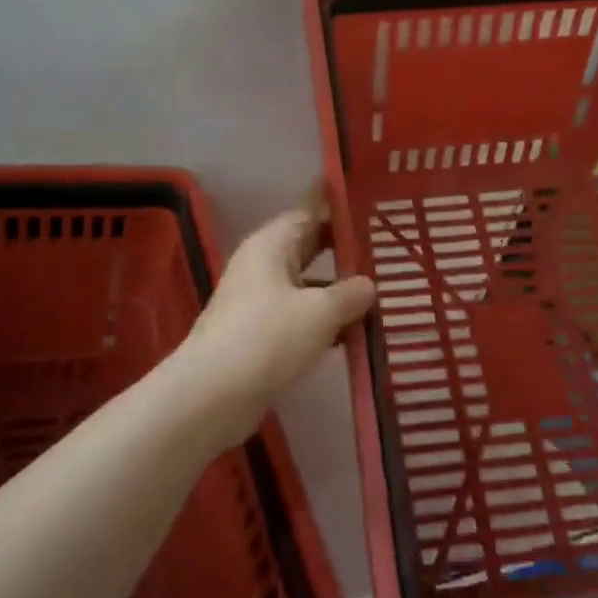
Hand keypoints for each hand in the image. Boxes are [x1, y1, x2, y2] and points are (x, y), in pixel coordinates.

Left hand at [176, 192, 375, 448]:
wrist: (212, 395)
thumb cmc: (268, 338)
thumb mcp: (320, 312)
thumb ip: (350, 294)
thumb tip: (368, 285)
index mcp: (272, 244)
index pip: (309, 210)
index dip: (338, 206)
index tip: (371, 202)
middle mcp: (262, 264)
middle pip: (309, 246)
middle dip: (345, 249)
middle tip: (386, 248)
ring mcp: (258, 300)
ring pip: (306, 284)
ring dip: (338, 291)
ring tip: (381, 293)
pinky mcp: (258, 333)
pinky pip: (299, 315)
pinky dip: (323, 321)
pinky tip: (354, 335)